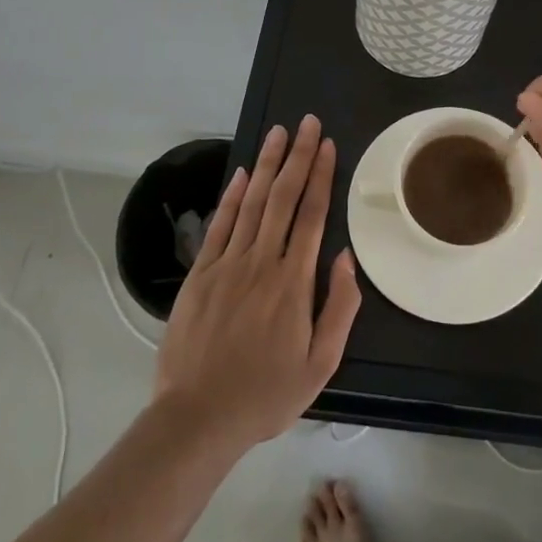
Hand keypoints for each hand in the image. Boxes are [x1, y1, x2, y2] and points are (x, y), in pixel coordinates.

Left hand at [153, 115, 361, 451]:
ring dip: (266, 165)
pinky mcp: (199, 275)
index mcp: (293, 282)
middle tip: (307, 123)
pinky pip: (219, 225)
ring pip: (251, 202)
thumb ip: (339, 308)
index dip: (320, 175)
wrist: (196, 419)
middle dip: (297, 156)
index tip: (327, 145)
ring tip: (279, 133)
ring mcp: (226, 265)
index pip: (311, 214)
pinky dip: (231, 196)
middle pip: (283, 197)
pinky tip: (241, 174)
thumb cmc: (265, 394)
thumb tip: (345, 257)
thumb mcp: (320, 364)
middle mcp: (261, 262)